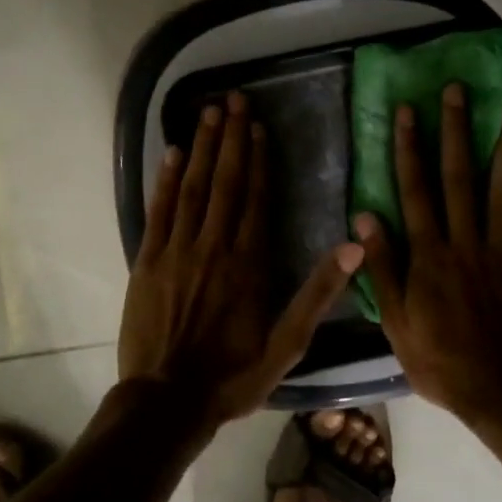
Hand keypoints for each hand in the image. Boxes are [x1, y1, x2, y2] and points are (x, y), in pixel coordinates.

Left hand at [120, 92, 363, 425]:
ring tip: (209, 110)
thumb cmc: (232, 376)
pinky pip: (159, 210)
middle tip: (234, 99)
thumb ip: (318, 294)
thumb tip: (353, 247)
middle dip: (231, 137)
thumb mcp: (287, 345)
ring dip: (203, 147)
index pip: (257, 197)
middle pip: (226, 181)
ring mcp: (177, 250)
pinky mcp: (147, 260)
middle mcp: (214, 246)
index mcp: (249, 263)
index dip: (260, 158)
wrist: (167, 402)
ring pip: (193, 187)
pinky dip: (166, 178)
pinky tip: (173, 152)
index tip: (259, 125)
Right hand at [355, 82, 501, 422]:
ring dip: (500, 148)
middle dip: (455, 131)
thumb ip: (381, 268)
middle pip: (458, 178)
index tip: (408, 112)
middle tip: (456, 92)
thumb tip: (365, 216)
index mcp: (428, 256)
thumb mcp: (396, 323)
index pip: (415, 191)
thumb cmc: (440, 361)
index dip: (410, 149)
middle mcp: (464, 242)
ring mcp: (499, 251)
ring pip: (499, 190)